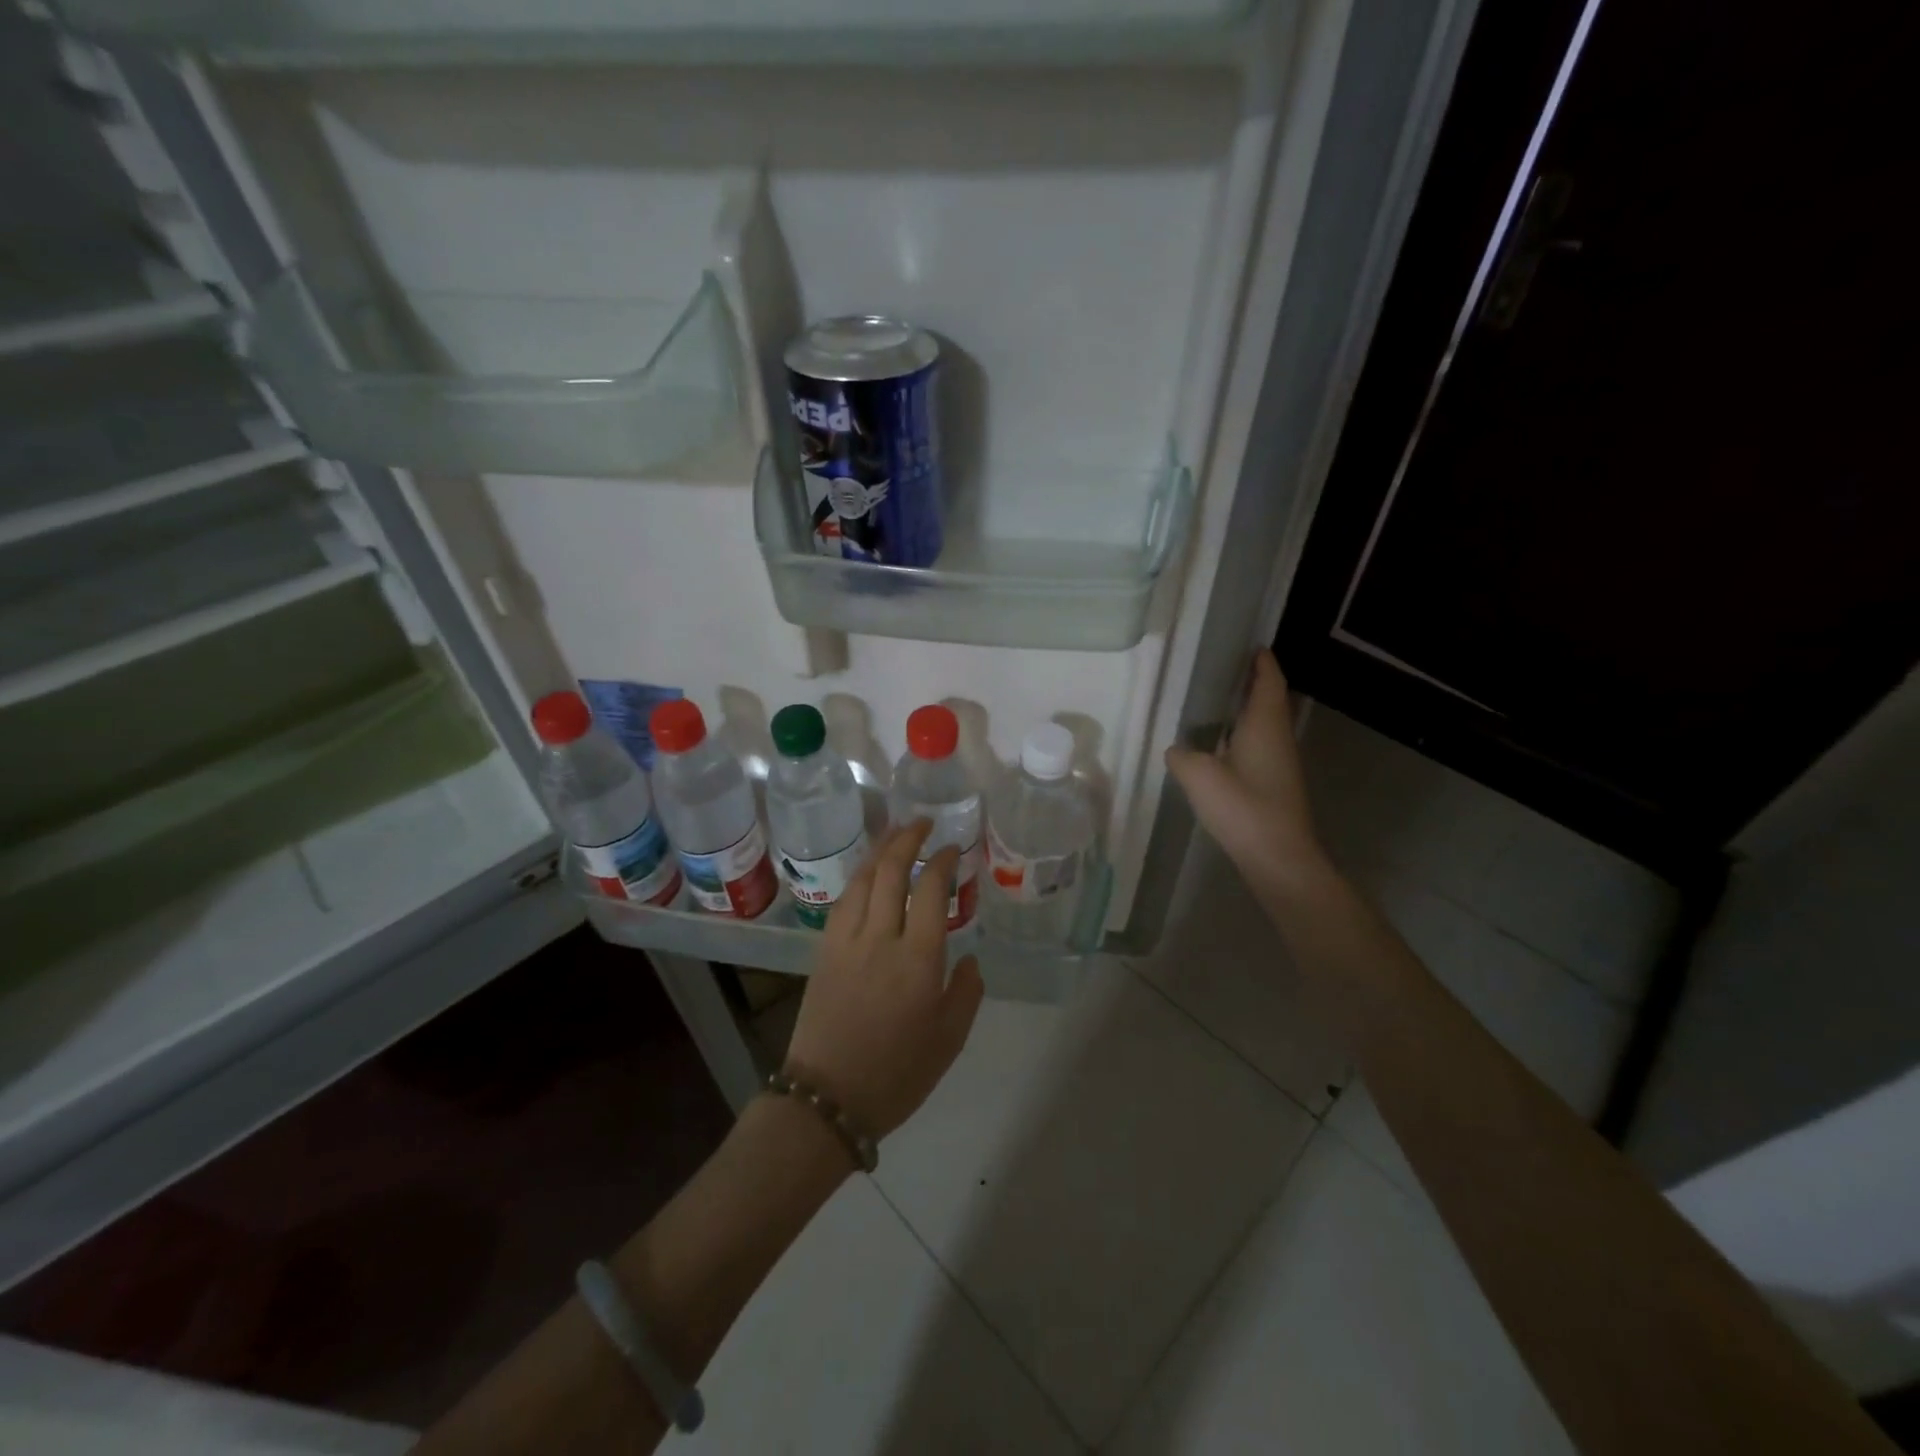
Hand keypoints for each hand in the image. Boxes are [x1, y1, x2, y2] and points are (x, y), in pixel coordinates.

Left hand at [784, 821, 984, 1138]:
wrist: (827, 1098)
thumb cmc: (897, 1074)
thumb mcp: (949, 1040)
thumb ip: (965, 992)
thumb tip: (967, 958)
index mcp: (918, 959)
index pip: (931, 890)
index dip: (943, 861)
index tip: (954, 848)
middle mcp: (880, 938)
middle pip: (892, 871)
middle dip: (909, 839)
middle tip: (924, 823)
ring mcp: (846, 941)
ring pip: (863, 879)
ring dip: (880, 849)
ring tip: (896, 834)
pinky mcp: (824, 951)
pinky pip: (843, 900)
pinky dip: (859, 877)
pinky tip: (868, 874)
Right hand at [1165, 651, 1333, 896]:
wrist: (1278, 858)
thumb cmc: (1243, 808)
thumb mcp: (1199, 776)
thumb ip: (1182, 756)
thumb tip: (1177, 749)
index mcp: (1264, 725)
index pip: (1268, 681)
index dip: (1261, 662)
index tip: (1251, 646)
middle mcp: (1277, 737)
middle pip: (1269, 700)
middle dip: (1252, 683)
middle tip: (1223, 670)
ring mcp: (1280, 763)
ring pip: (1263, 725)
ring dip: (1246, 711)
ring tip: (1216, 703)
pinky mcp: (1274, 785)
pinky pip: (1258, 747)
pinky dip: (1242, 736)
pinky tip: (1219, 746)